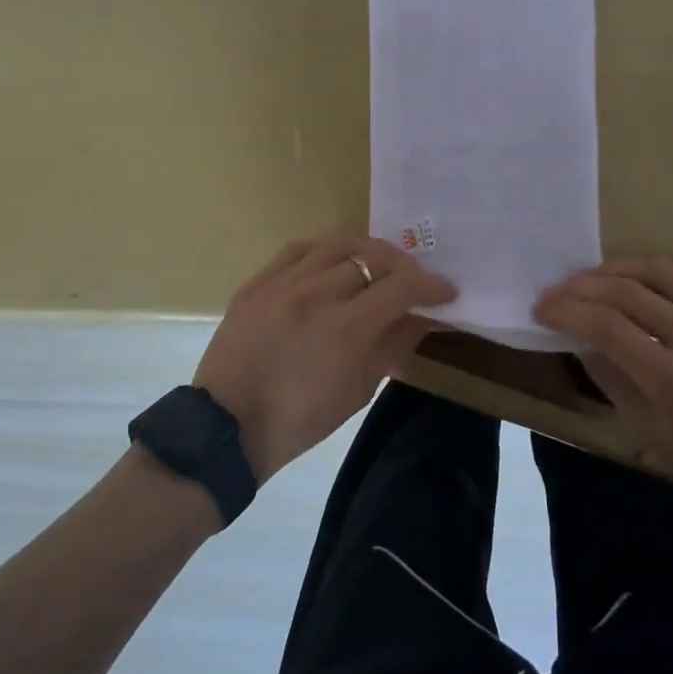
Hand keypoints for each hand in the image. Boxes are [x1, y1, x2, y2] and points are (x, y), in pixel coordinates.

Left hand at [195, 236, 456, 480]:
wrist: (226, 428)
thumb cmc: (300, 421)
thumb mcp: (358, 391)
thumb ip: (393, 345)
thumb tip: (423, 318)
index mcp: (344, 329)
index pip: (400, 286)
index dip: (431, 285)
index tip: (446, 291)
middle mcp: (314, 294)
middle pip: (373, 257)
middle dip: (403, 266)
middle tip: (414, 281)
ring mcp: (280, 283)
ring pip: (337, 244)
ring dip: (368, 251)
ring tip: (379, 264)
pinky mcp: (256, 282)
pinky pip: (299, 249)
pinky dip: (327, 250)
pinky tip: (336, 261)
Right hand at [533, 256, 672, 511]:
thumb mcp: (657, 437)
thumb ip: (616, 385)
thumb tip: (584, 345)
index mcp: (672, 379)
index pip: (605, 327)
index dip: (566, 312)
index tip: (542, 309)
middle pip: (626, 292)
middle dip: (581, 287)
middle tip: (557, 291)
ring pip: (659, 271)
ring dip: (616, 269)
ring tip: (594, 277)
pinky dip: (661, 267)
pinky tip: (643, 275)